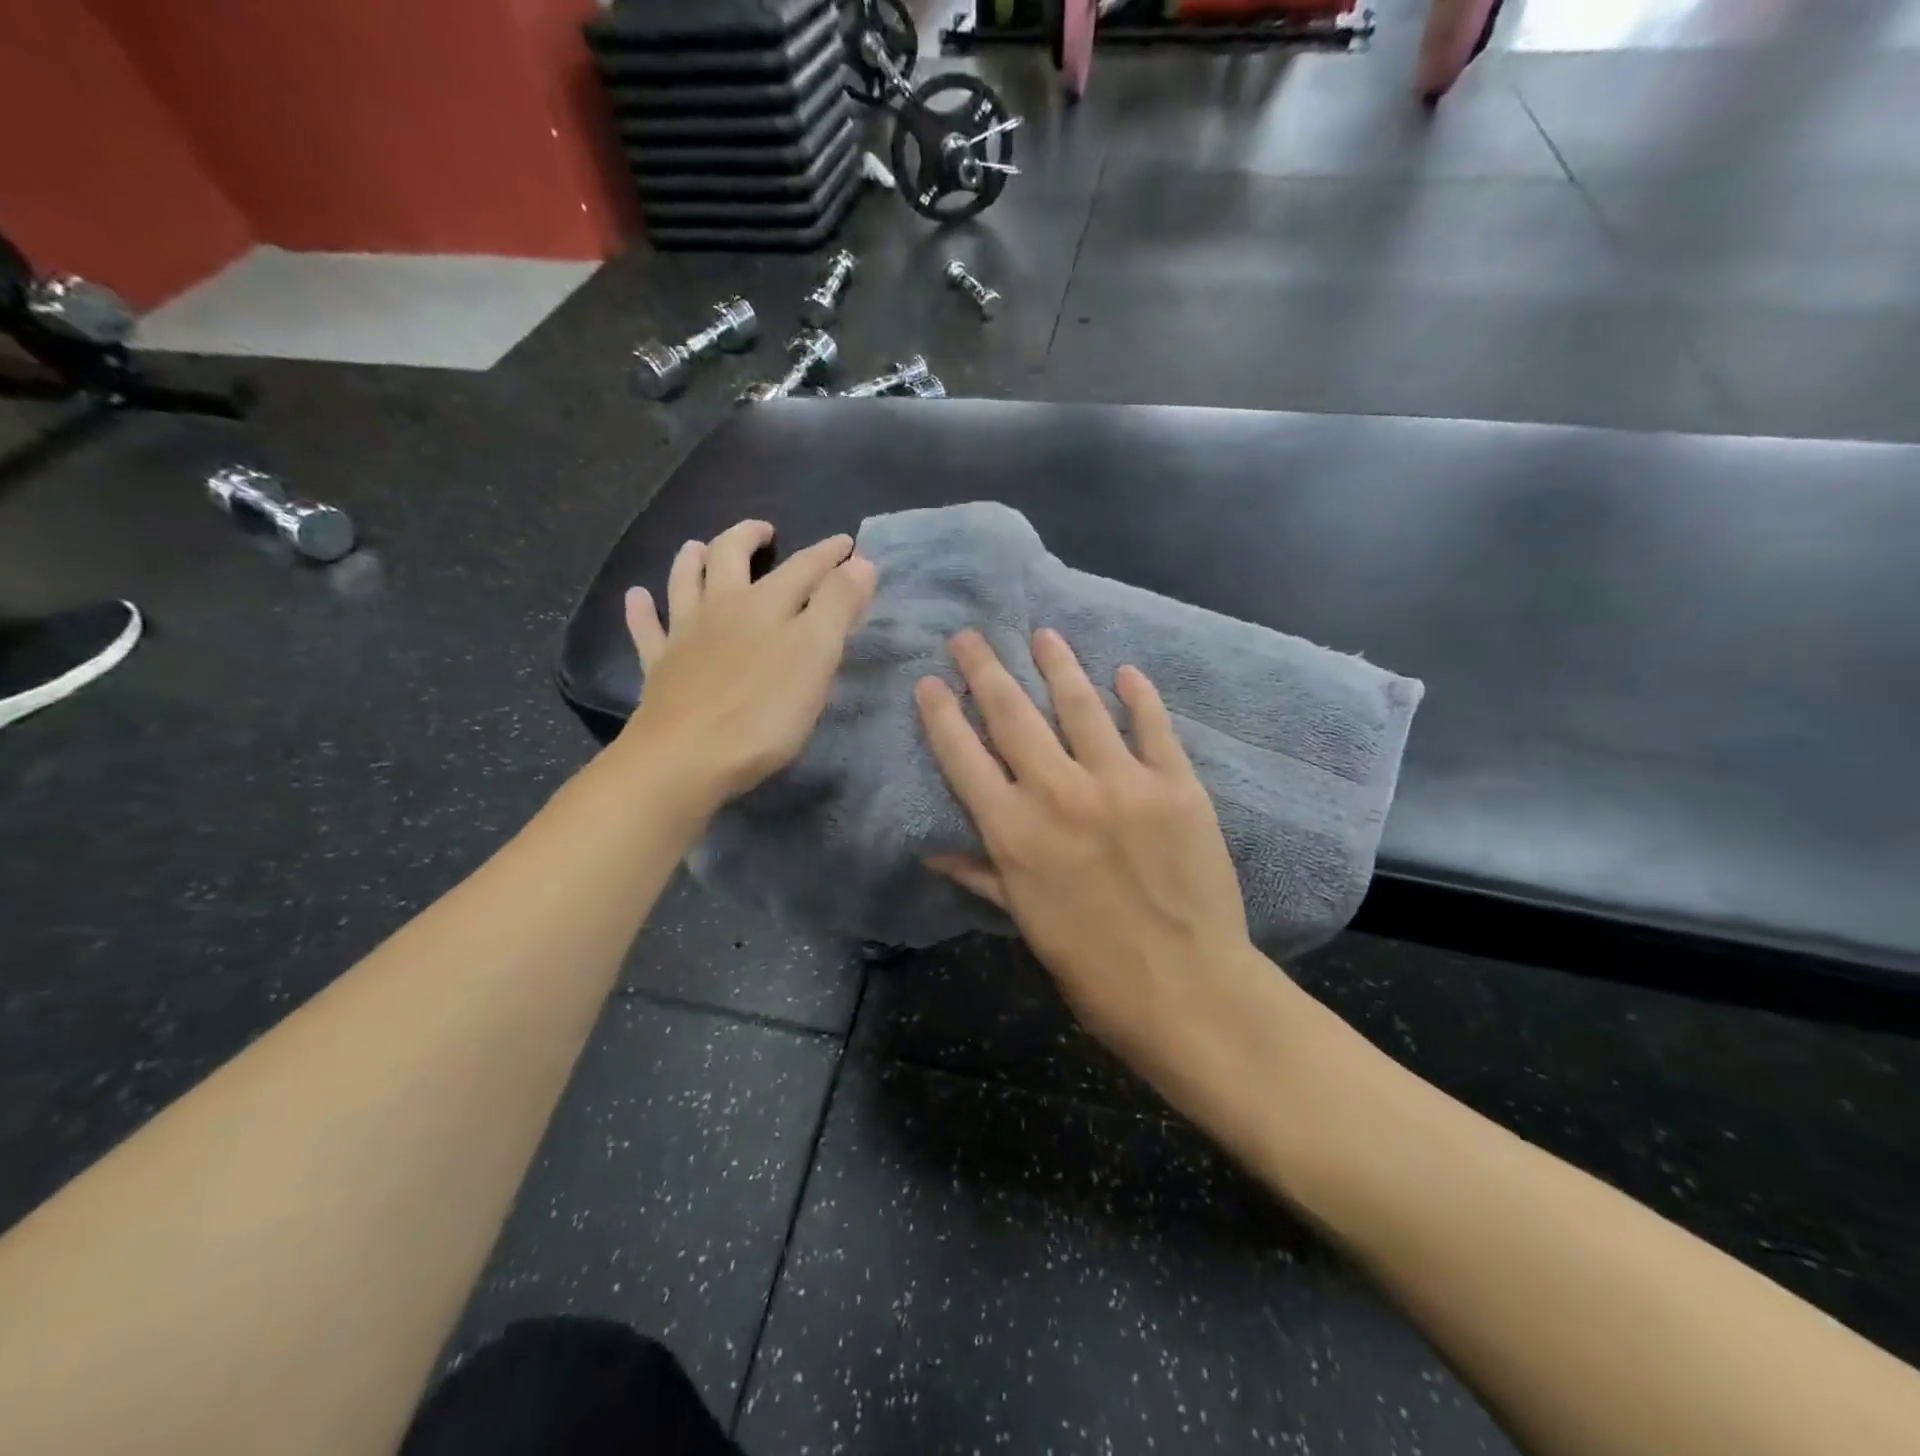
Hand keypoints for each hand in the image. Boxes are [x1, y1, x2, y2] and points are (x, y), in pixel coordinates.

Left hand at [619, 520, 876, 809]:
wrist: (685, 759)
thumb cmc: (763, 712)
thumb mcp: (816, 656)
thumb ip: (838, 606)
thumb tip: (860, 562)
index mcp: (766, 604)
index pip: (804, 567)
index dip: (828, 554)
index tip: (847, 542)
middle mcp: (722, 608)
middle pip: (731, 557)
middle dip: (748, 537)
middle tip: (764, 531)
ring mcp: (684, 636)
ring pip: (684, 583)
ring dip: (692, 559)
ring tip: (698, 547)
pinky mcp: (659, 668)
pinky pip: (646, 630)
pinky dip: (641, 610)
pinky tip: (637, 597)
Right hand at [914, 628, 1263, 1079]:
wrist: (1186, 990)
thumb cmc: (1093, 968)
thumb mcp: (1026, 923)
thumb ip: (982, 875)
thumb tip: (933, 850)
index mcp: (1014, 831)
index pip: (964, 756)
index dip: (942, 714)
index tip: (930, 681)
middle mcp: (1059, 792)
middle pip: (1013, 714)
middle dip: (986, 669)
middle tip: (970, 636)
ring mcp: (1121, 782)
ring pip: (1080, 704)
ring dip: (1057, 664)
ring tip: (1042, 634)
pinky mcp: (1176, 784)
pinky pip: (1152, 726)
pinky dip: (1139, 695)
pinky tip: (1125, 671)